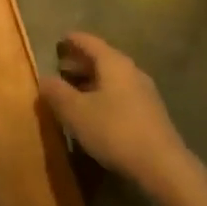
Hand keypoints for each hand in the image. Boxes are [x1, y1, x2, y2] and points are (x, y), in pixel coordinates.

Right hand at [39, 33, 196, 198]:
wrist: (162, 165)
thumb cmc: (114, 130)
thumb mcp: (76, 112)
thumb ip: (57, 93)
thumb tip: (44, 79)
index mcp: (114, 63)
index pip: (89, 42)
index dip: (72, 40)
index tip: (58, 41)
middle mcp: (131, 71)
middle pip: (102, 59)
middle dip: (80, 63)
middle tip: (60, 68)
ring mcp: (144, 92)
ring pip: (112, 78)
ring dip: (91, 81)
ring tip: (73, 92)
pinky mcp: (150, 113)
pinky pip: (121, 94)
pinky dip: (103, 96)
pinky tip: (94, 113)